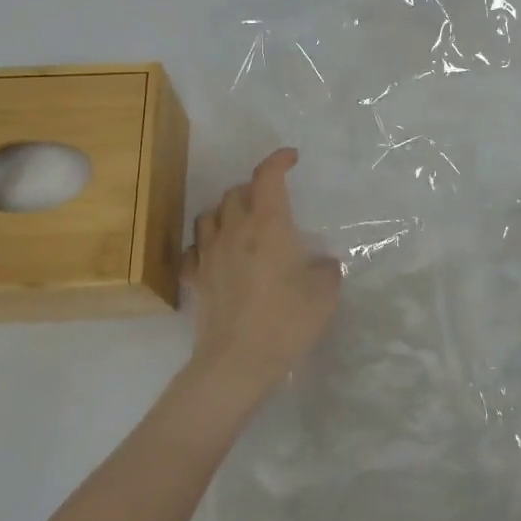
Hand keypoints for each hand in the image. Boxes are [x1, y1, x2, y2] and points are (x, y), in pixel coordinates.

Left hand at [181, 148, 340, 410]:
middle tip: (271, 200)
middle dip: (254, 189)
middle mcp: (235, 230)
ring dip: (226, 211)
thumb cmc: (286, 321)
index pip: (267, 177)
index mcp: (268, 225)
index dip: (278, 160)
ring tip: (241, 222)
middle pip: (236, 192)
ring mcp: (209, 254)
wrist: (236, 363)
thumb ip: (327, 269)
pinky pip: (194, 248)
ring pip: (210, 215)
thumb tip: (322, 263)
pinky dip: (205, 243)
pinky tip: (215, 254)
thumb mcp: (324, 294)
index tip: (291, 158)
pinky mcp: (195, 279)